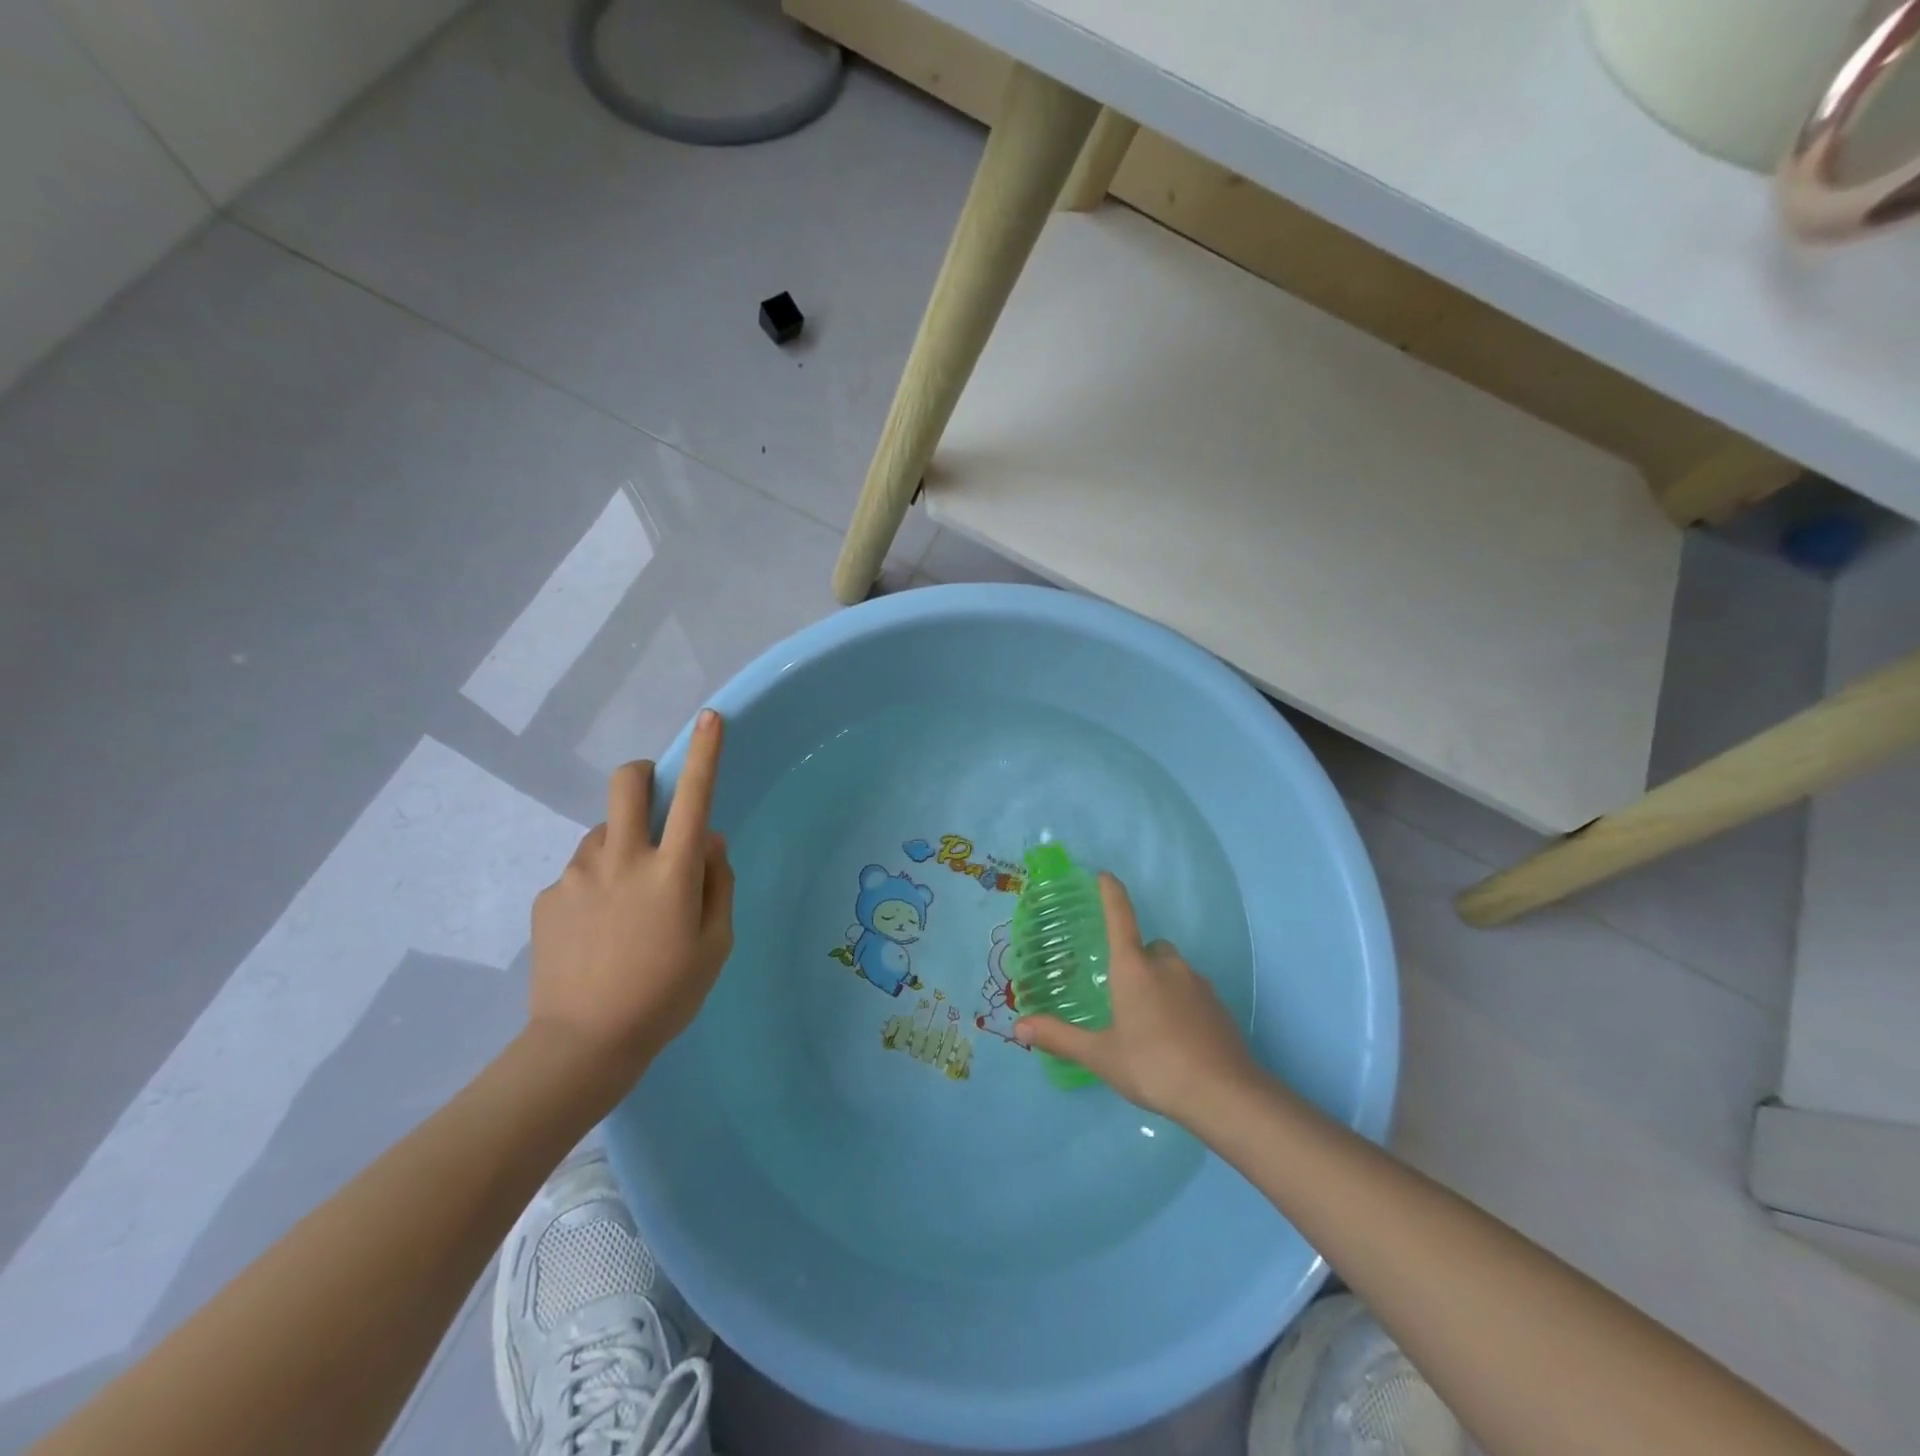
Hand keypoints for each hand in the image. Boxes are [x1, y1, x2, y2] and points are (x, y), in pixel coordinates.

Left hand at [528, 709, 734, 1086]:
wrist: (583, 1045)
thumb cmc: (667, 995)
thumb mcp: (716, 943)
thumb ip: (717, 883)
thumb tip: (707, 842)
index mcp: (672, 871)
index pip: (695, 796)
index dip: (705, 752)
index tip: (710, 717)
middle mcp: (623, 858)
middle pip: (626, 785)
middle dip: (643, 775)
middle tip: (652, 801)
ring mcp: (578, 875)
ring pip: (603, 833)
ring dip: (621, 846)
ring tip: (625, 903)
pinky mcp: (548, 896)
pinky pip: (581, 872)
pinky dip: (597, 884)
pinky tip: (597, 931)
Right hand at [1015, 872, 1261, 1123]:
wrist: (1225, 1094)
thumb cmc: (1154, 1066)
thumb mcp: (1101, 1056)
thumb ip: (1060, 1038)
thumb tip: (1019, 1026)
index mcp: (1134, 968)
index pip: (1120, 916)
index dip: (1111, 893)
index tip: (1104, 875)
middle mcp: (1167, 966)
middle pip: (1149, 947)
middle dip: (1136, 958)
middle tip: (1121, 990)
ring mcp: (1198, 984)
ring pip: (1173, 970)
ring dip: (1159, 982)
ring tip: (1147, 1021)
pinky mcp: (1219, 1006)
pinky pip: (1192, 992)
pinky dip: (1180, 1003)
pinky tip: (1175, 1037)